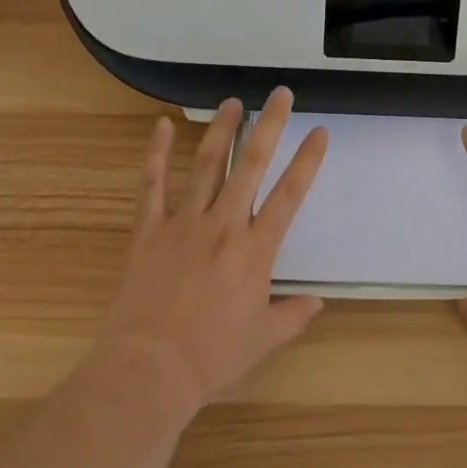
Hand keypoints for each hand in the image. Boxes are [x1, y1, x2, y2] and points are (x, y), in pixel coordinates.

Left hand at [91, 88, 328, 416]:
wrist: (146, 373)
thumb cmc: (210, 358)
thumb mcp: (262, 340)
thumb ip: (293, 316)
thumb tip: (318, 303)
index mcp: (255, 249)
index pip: (289, 194)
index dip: (307, 160)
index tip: (320, 131)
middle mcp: (224, 225)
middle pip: (250, 164)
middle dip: (269, 125)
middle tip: (280, 94)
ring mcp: (183, 224)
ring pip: (206, 165)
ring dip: (221, 130)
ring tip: (233, 102)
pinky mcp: (148, 231)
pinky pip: (151, 185)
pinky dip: (155, 153)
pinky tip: (161, 125)